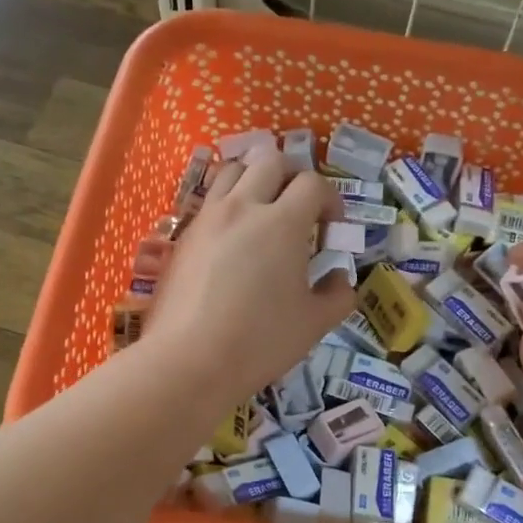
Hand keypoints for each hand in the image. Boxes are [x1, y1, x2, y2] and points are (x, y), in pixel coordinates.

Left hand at [143, 148, 353, 409]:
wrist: (188, 361)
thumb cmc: (259, 342)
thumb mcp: (314, 324)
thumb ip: (337, 296)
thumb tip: (339, 278)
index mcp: (283, 223)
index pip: (312, 184)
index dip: (330, 199)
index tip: (332, 227)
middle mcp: (243, 207)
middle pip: (271, 161)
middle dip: (293, 176)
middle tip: (300, 207)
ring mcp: (208, 218)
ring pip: (233, 170)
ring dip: (255, 178)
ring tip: (263, 209)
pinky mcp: (183, 236)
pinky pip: (209, 199)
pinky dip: (228, 202)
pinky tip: (233, 235)